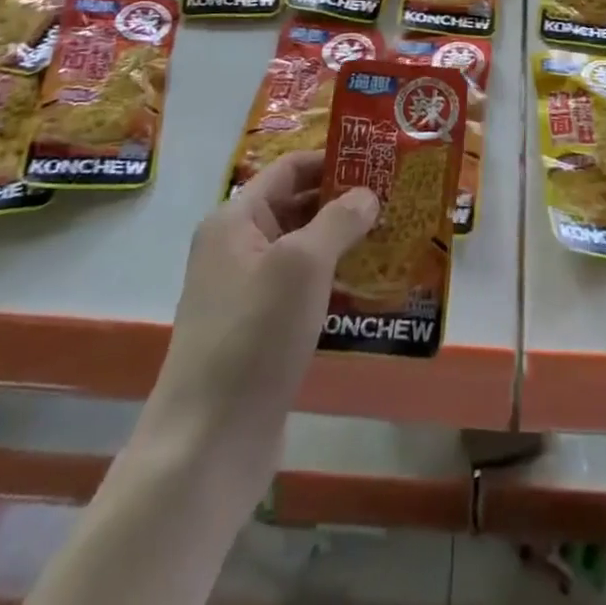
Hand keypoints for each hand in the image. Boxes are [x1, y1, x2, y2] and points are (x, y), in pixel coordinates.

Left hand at [148, 150, 378, 448]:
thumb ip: (339, 220)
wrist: (207, 445)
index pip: (290, 169)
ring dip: (344, 245)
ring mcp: (246, 294)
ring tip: (396, 239)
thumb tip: (367, 194)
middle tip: (398, 200)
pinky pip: (302, 292)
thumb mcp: (302, 265)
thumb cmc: (254, 336)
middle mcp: (236, 249)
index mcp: (235, 220)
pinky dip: (334, 284)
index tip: (380, 161)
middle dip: (345, 203)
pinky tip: (372, 290)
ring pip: (303, 252)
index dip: (333, 160)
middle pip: (298, 207)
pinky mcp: (260, 333)